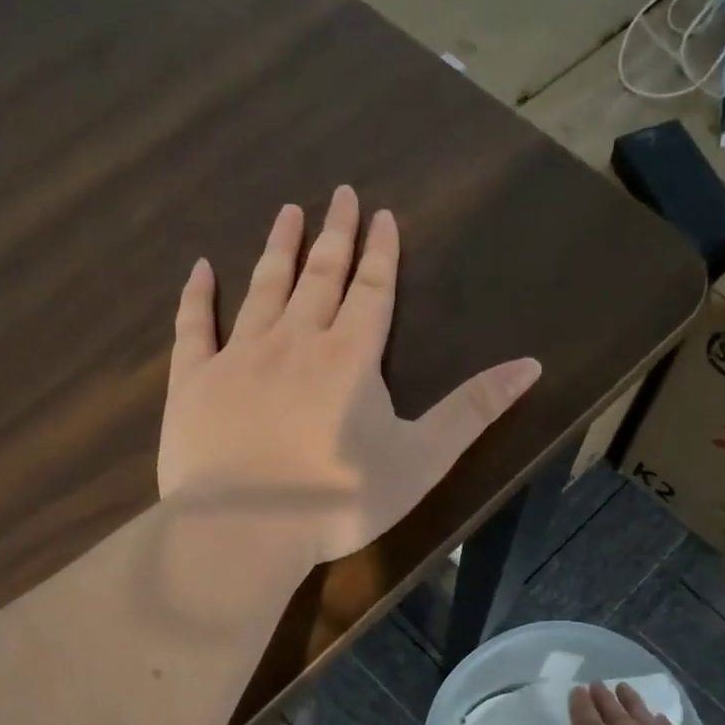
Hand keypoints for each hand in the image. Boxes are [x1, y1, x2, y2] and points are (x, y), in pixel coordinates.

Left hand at [158, 187, 542, 565]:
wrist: (245, 529)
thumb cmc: (339, 500)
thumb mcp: (422, 460)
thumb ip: (473, 411)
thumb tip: (530, 365)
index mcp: (350, 357)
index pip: (371, 291)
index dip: (380, 253)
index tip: (381, 214)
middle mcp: (295, 341)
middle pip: (319, 276)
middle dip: (334, 235)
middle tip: (339, 194)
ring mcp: (239, 357)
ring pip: (263, 289)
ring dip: (278, 249)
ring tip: (287, 212)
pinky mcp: (194, 383)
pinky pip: (194, 327)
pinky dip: (198, 295)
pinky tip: (200, 268)